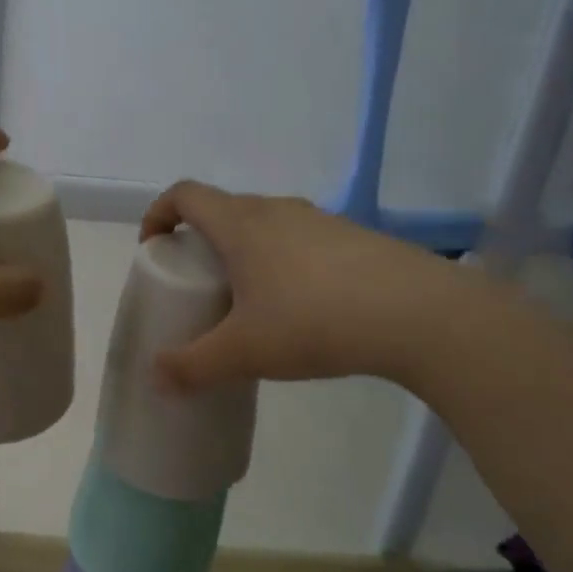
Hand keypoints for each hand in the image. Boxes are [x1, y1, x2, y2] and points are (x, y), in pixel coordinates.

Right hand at [140, 181, 465, 391]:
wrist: (419, 314)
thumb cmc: (314, 320)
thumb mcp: (244, 352)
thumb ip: (192, 366)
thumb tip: (155, 378)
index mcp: (240, 224)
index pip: (184, 194)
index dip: (159, 213)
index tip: (153, 247)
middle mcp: (276, 210)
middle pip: (223, 209)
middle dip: (200, 240)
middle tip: (199, 284)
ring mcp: (319, 220)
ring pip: (265, 225)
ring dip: (245, 251)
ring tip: (249, 300)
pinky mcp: (353, 237)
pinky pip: (300, 240)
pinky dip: (283, 262)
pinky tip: (301, 308)